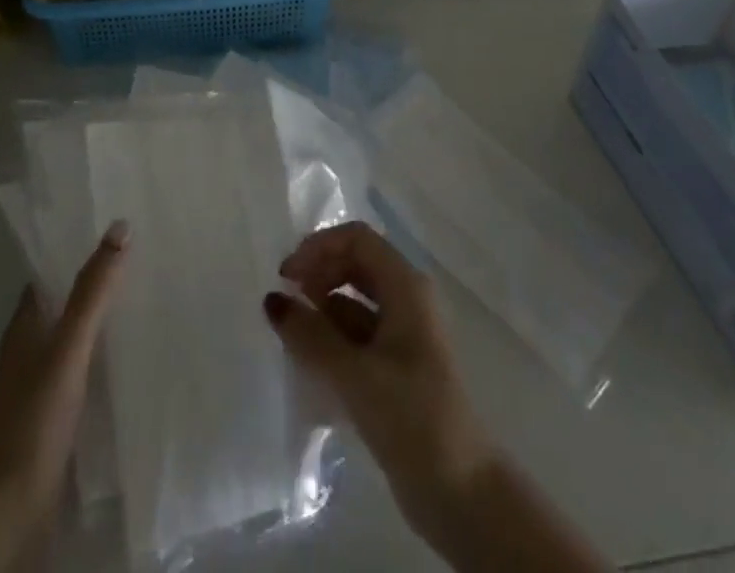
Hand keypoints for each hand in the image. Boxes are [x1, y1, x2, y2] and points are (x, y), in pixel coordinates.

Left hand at [0, 222, 127, 572]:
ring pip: (76, 339)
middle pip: (65, 304)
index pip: (50, 273)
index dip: (78, 249)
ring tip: (150, 298)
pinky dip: (105, 358)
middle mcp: (28, 351)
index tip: (118, 227)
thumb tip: (120, 226)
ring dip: (104, 321)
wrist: (9, 515)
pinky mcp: (55, 419)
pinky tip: (135, 358)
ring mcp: (40, 387)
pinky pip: (84, 372)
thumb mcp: (68, 348)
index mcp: (24, 327)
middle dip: (98, 283)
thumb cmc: (33, 421)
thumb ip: (92, 291)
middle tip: (146, 256)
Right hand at [263, 222, 494, 522]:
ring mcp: (404, 334)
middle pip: (356, 264)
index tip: (287, 276)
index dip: (319, 247)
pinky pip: (359, 334)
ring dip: (323, 308)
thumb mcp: (355, 374)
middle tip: (286, 302)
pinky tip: (310, 362)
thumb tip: (272, 300)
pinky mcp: (397, 367)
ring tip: (292, 335)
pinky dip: (333, 338)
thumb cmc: (412, 417)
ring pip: (356, 301)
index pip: (357, 239)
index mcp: (406, 286)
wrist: (462, 494)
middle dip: (319, 274)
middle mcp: (407, 299)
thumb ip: (310, 335)